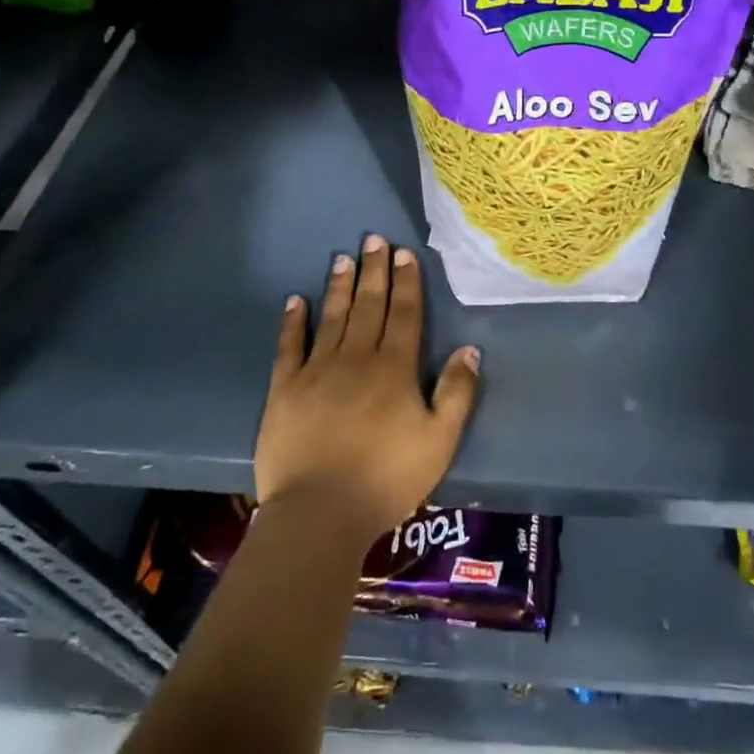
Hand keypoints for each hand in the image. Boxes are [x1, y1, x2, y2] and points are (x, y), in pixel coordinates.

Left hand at [256, 235, 481, 542]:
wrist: (320, 514)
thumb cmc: (387, 479)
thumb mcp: (440, 441)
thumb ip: (457, 392)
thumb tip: (469, 348)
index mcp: (394, 369)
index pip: (404, 314)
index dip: (406, 282)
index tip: (404, 253)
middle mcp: (356, 358)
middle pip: (368, 306)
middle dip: (374, 271)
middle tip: (373, 239)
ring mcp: (317, 371)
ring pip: (332, 317)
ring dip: (339, 286)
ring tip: (342, 258)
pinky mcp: (284, 389)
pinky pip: (289, 346)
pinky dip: (292, 322)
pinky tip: (296, 300)